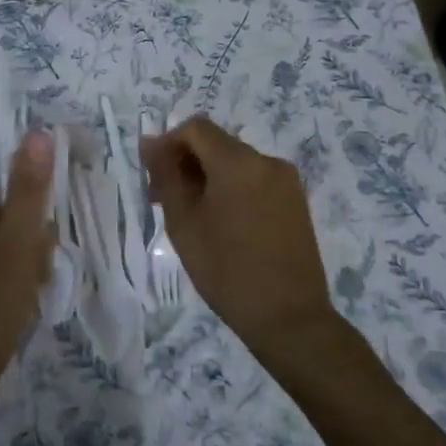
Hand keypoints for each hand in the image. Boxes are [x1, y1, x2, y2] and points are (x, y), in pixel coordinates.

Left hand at [0, 132, 55, 412]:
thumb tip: (37, 133)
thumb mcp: (18, 245)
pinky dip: (11, 260)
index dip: (21, 159)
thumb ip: (29, 190)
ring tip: (38, 273)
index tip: (54, 182)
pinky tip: (25, 288)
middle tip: (45, 244)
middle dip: (28, 209)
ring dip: (24, 239)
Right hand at [141, 117, 343, 368]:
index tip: (151, 176)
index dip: (167, 143)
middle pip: (216, 144)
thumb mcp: (184, 223)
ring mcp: (286, 181)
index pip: (195, 128)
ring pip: (235, 163)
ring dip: (207, 177)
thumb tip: (150, 142)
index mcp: (239, 162)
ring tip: (191, 216)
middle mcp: (267, 161)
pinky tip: (220, 223)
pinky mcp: (295, 201)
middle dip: (185, 163)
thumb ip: (165, 176)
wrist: (288, 317)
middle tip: (163, 200)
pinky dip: (231, 189)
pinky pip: (254, 180)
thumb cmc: (226, 271)